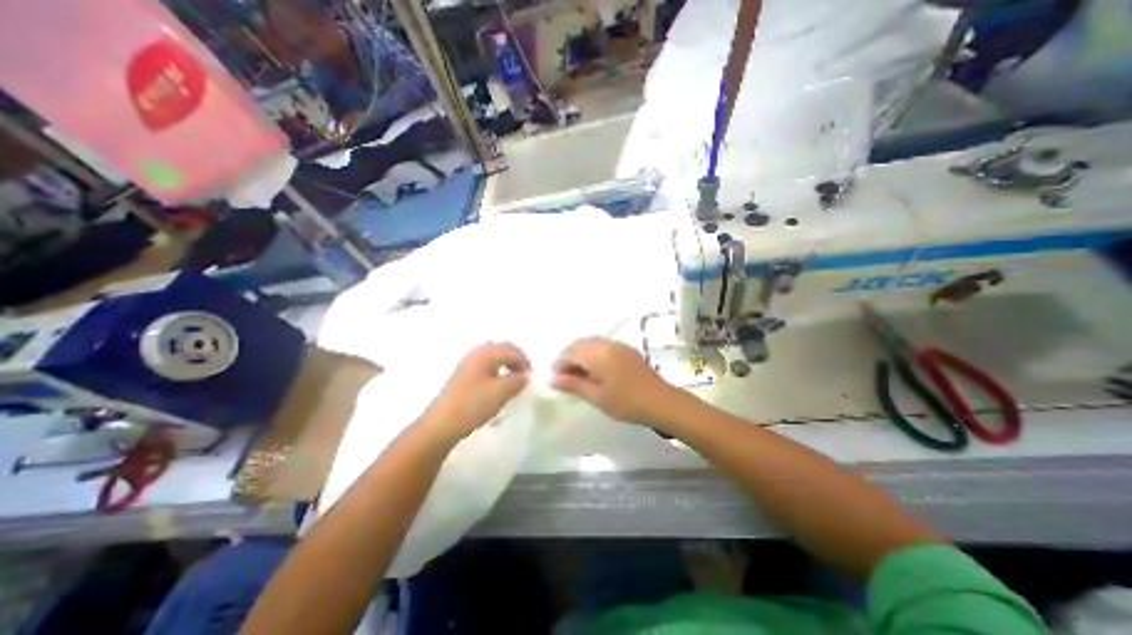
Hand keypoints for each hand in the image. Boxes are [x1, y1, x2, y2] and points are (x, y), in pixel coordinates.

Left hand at [423, 343, 532, 440]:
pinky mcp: (462, 373)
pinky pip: (485, 364)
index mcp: (486, 353)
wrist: (441, 424)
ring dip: (506, 364)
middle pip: (502, 348)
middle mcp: (476, 352)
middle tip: (524, 375)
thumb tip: (527, 375)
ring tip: (512, 380)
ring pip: (493, 356)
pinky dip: (496, 369)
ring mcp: (467, 362)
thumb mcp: (502, 392)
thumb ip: (518, 380)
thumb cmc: (474, 405)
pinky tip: (497, 384)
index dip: (525, 361)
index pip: (512, 349)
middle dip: (516, 359)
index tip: (531, 377)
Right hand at [550, 336, 669, 423]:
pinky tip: (595, 371)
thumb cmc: (626, 402)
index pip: (570, 352)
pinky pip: (603, 346)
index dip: (560, 365)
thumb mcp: (597, 397)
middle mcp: (607, 343)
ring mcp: (618, 345)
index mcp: (598, 353)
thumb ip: (573, 385)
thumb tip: (552, 380)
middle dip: (569, 359)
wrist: (661, 402)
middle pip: (580, 345)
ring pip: (592, 344)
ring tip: (579, 376)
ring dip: (581, 356)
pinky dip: (593, 355)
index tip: (556, 382)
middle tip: (565, 379)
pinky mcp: (627, 350)